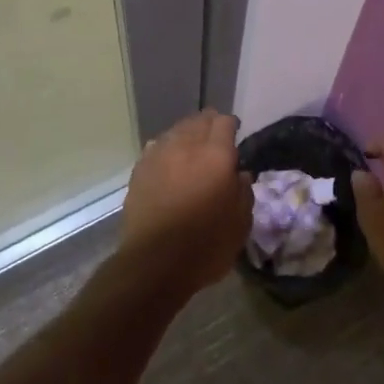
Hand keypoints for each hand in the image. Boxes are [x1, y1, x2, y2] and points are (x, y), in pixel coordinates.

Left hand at [120, 109, 252, 291]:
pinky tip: (168, 162)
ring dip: (187, 134)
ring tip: (190, 149)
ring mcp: (160, 155)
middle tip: (214, 140)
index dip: (230, 125)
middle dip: (209, 125)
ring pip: (176, 130)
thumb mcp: (240, 224)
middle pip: (199, 120)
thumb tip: (239, 174)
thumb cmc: (206, 245)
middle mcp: (187, 146)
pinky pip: (156, 147)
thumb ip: (244, 192)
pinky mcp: (140, 169)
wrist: (154, 264)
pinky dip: (166, 149)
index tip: (234, 135)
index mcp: (216, 155)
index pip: (224, 122)